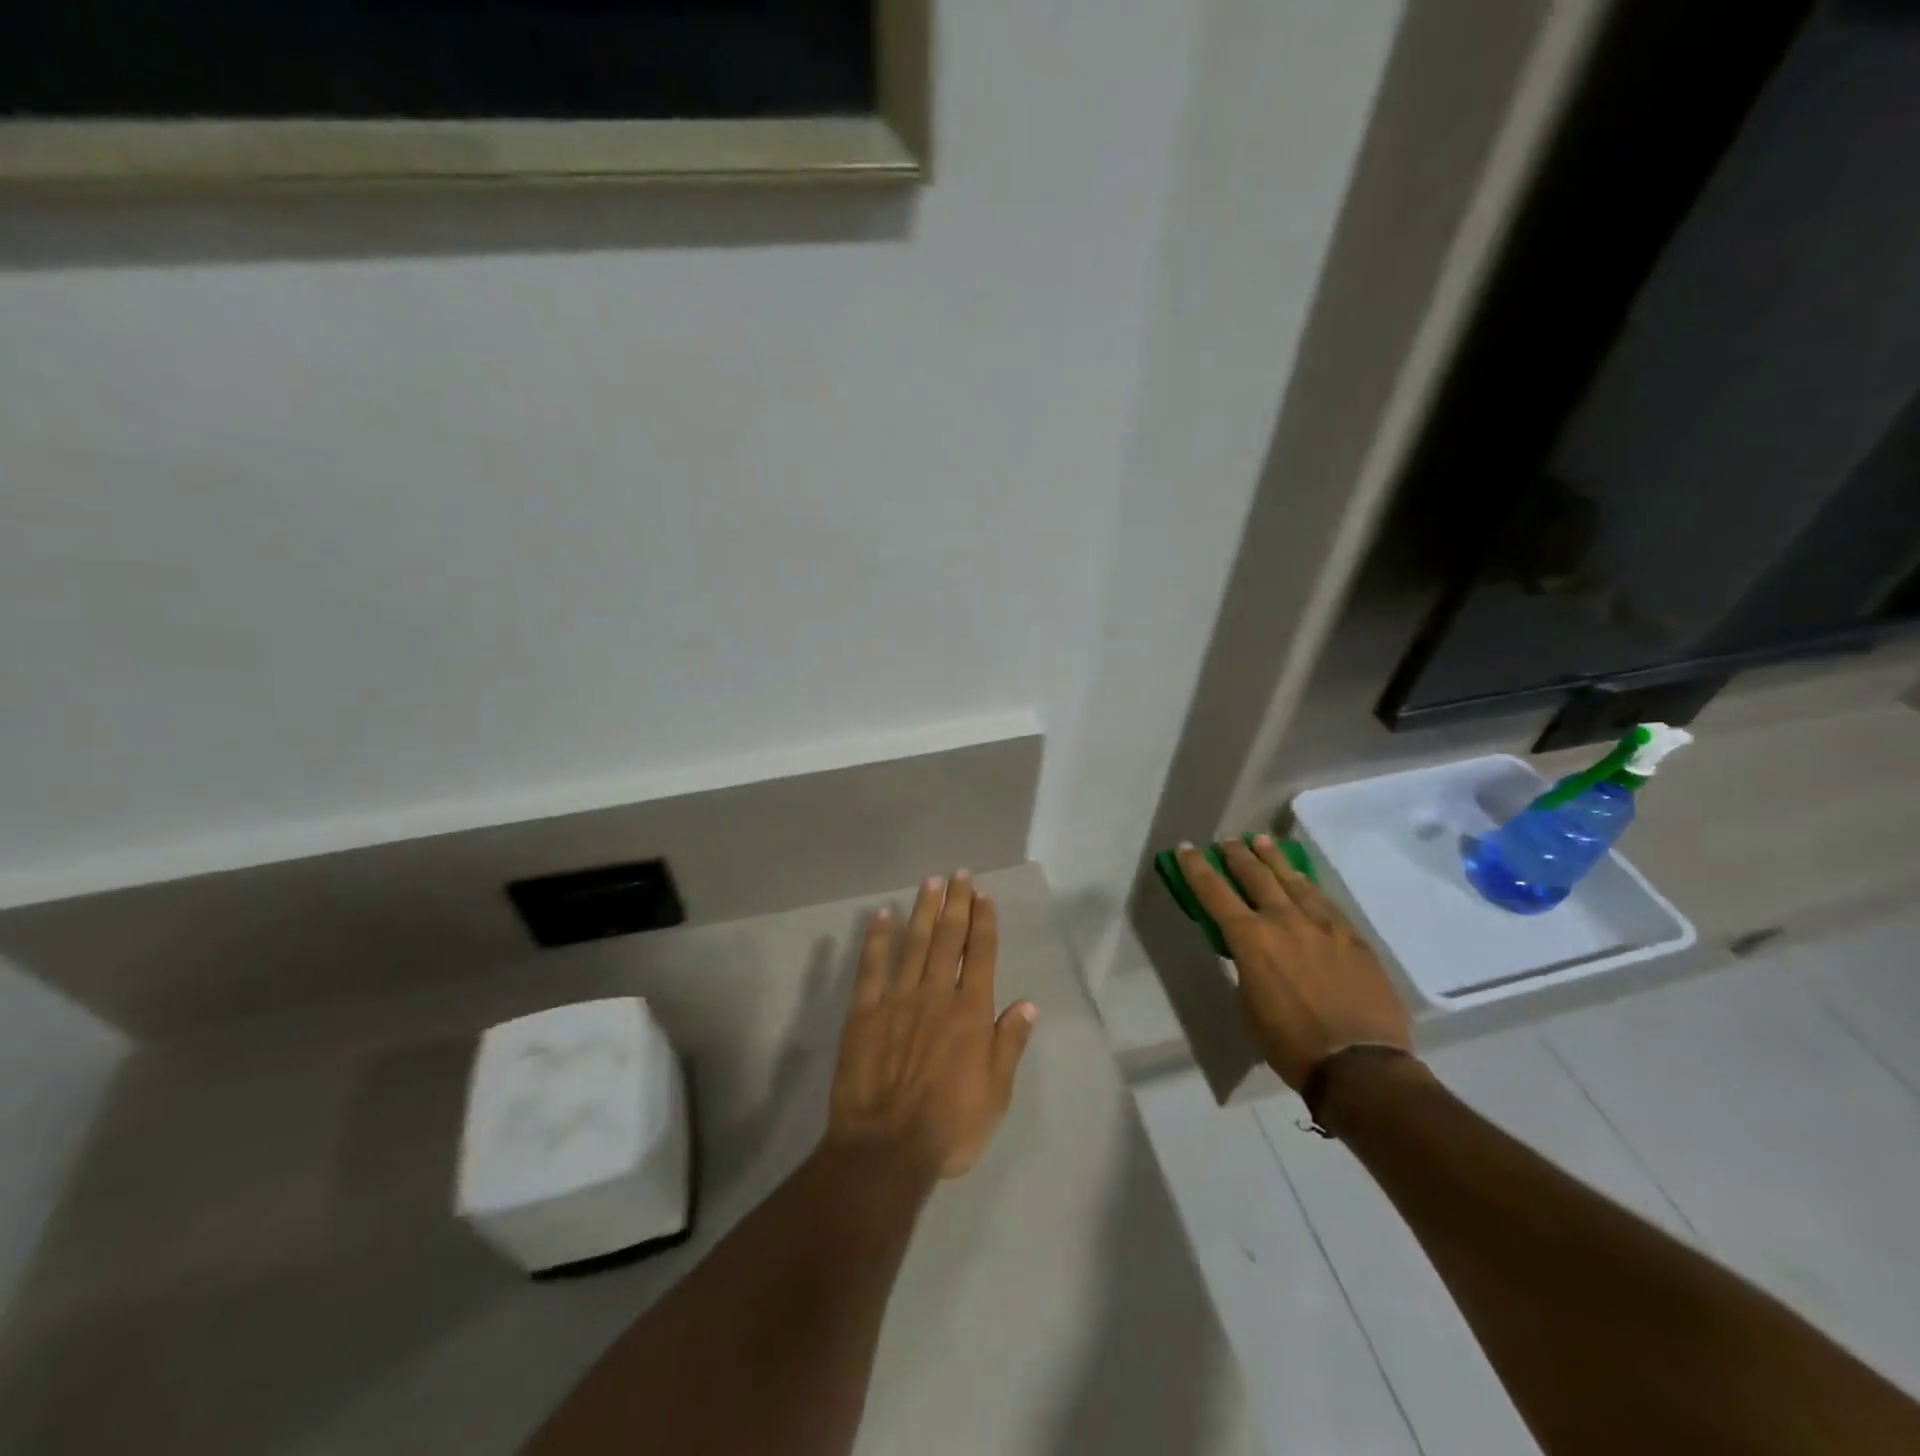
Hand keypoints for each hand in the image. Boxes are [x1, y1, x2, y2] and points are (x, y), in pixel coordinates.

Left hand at [827, 873, 1037, 1180]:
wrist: (885, 1149)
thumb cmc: (948, 1127)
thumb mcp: (996, 1095)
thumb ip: (1009, 1045)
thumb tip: (1028, 1004)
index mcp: (970, 1013)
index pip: (980, 954)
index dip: (984, 921)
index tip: (984, 894)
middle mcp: (936, 995)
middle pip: (948, 939)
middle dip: (956, 903)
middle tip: (959, 874)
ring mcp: (897, 999)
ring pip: (913, 944)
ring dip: (923, 910)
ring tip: (930, 882)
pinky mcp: (864, 1012)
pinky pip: (871, 967)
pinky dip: (876, 939)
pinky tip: (881, 916)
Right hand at [1176, 836, 1410, 1090]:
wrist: (1360, 1064)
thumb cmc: (1291, 1043)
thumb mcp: (1249, 1004)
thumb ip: (1247, 966)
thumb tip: (1252, 952)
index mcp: (1251, 939)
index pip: (1215, 892)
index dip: (1197, 868)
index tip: (1186, 848)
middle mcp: (1285, 921)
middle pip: (1256, 875)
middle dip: (1237, 854)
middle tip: (1227, 840)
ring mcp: (1323, 924)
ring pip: (1293, 880)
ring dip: (1273, 858)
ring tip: (1262, 841)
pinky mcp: (1352, 936)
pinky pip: (1324, 900)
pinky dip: (1306, 885)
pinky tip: (1303, 880)